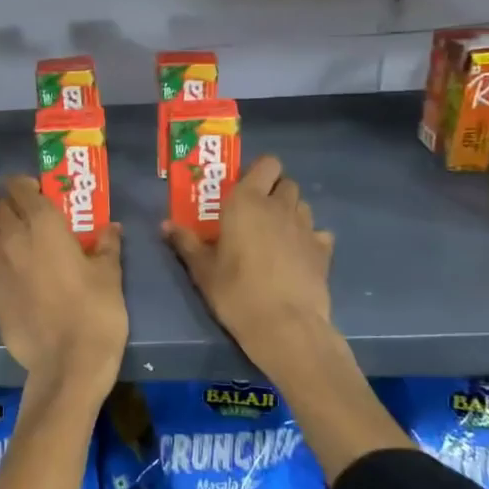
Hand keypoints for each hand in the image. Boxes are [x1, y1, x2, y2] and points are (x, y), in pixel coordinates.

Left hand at [0, 176, 126, 387]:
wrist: (69, 361)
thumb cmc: (96, 310)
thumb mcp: (110, 274)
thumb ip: (107, 245)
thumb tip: (111, 227)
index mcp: (44, 225)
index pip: (20, 188)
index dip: (24, 185)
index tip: (35, 190)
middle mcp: (14, 239)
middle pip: (0, 209)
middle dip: (9, 206)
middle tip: (25, 214)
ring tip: (11, 239)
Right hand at [163, 155, 333, 373]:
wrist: (285, 326)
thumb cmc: (236, 292)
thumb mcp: (202, 270)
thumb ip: (186, 242)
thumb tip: (165, 225)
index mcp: (247, 201)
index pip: (266, 163)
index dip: (258, 172)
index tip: (243, 189)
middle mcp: (280, 206)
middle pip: (286, 182)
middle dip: (273, 191)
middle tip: (256, 214)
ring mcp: (306, 227)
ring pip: (302, 205)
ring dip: (290, 213)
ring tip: (275, 235)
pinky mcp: (324, 250)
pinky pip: (318, 233)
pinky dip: (309, 239)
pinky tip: (297, 256)